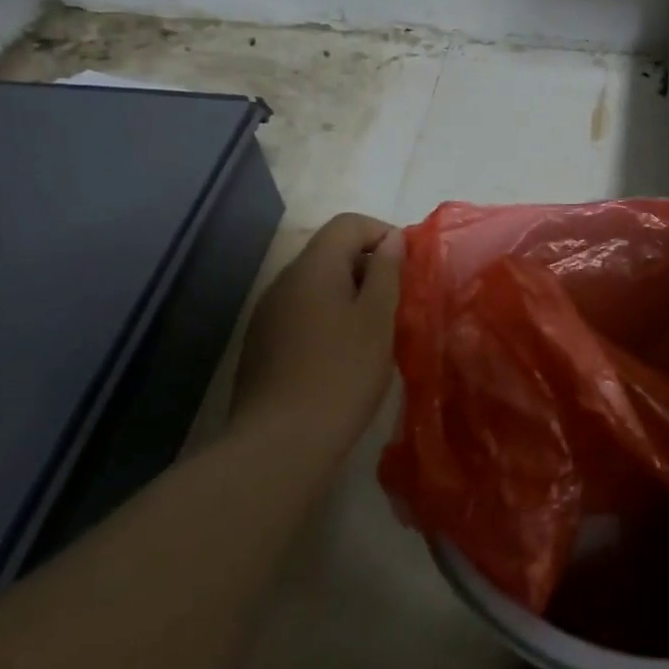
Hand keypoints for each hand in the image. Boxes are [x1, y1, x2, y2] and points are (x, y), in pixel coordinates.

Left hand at [231, 213, 402, 447]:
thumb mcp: (377, 319)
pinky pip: (303, 313)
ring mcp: (268, 314)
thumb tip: (391, 239)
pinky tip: (343, 355)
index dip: (382, 233)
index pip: (348, 224)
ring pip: (317, 285)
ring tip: (374, 331)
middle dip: (368, 267)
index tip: (406, 266)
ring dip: (350, 295)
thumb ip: (386, 272)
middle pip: (330, 252)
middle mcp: (284, 282)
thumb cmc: (341, 374)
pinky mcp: (262, 345)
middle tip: (396, 302)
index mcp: (313, 268)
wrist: (279, 445)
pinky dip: (329, 318)